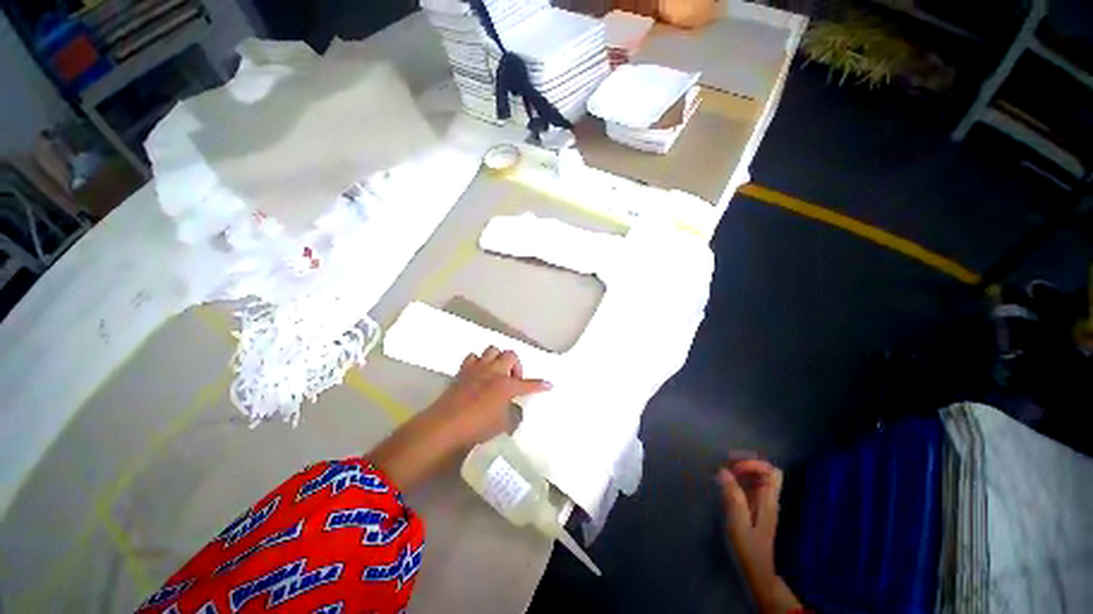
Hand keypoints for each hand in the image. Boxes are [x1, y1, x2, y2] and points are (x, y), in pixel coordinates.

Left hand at [428, 346, 551, 446]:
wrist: (444, 426)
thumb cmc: (476, 428)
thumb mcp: (502, 425)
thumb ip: (512, 414)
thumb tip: (514, 408)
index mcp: (506, 386)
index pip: (528, 384)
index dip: (540, 385)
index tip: (549, 385)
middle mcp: (494, 372)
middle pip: (510, 355)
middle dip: (516, 365)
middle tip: (514, 380)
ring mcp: (477, 369)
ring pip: (492, 350)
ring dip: (498, 359)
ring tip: (497, 373)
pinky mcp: (462, 371)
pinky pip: (473, 358)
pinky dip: (479, 362)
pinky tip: (479, 374)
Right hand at [717, 457, 799, 612]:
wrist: (757, 571)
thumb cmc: (748, 548)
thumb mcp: (738, 523)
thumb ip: (733, 497)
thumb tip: (724, 471)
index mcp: (769, 501)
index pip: (769, 470)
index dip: (752, 464)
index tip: (733, 469)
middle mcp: (769, 498)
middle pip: (766, 470)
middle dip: (747, 463)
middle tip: (727, 466)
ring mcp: (764, 502)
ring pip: (759, 476)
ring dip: (743, 470)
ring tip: (724, 472)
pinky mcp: (756, 507)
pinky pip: (752, 485)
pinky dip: (740, 479)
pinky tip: (727, 484)